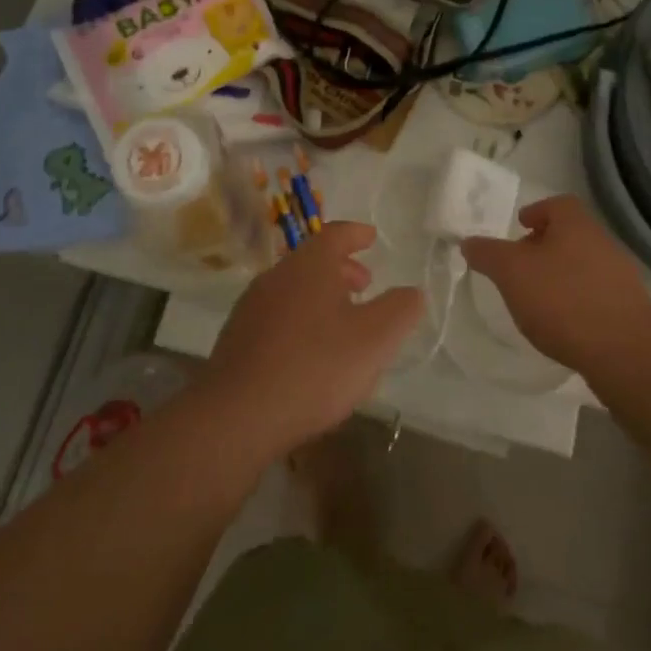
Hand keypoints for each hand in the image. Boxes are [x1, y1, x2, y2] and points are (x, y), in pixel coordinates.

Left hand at [203, 222, 422, 455]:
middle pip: (312, 261)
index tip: (371, 237)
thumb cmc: (315, 367)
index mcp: (309, 266)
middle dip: (341, 269)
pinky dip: (300, 320)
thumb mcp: (375, 339)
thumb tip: (412, 292)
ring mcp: (251, 308)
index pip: (335, 234)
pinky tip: (311, 353)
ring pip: (293, 289)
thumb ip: (400, 310)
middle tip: (365, 285)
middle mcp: (276, 277)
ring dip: (321, 296)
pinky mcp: (237, 340)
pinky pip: (277, 316)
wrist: (237, 416)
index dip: (356, 234)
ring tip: (342, 322)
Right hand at [460, 195, 650, 372]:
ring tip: (536, 299)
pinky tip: (561, 324)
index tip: (519, 226)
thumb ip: (488, 254)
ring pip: (583, 264)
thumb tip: (469, 241)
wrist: (624, 350)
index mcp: (576, 225)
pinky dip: (576, 301)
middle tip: (520, 265)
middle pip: (571, 234)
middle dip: (544, 246)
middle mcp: (602, 243)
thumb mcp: (511, 273)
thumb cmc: (562, 300)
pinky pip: (595, 294)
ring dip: (560, 275)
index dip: (537, 211)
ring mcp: (620, 276)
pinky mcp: (628, 308)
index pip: (558, 204)